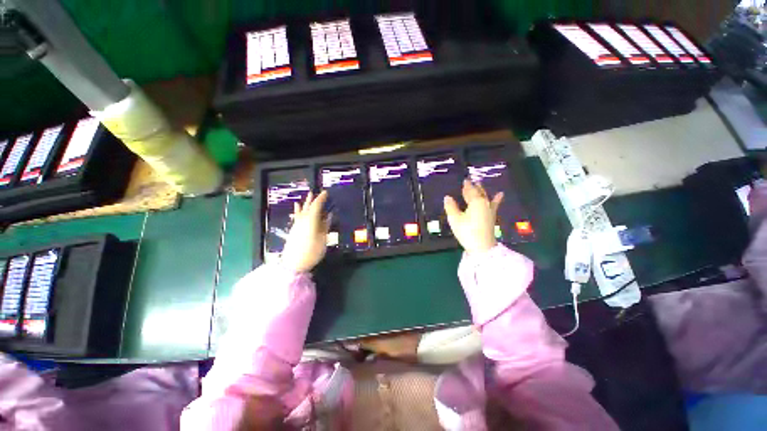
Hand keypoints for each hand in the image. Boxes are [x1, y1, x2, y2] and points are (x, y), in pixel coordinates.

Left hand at [281, 191, 329, 272]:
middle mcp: (303, 220)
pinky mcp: (294, 230)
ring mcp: (297, 225)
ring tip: (308, 196)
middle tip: (317, 192)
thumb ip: (325, 226)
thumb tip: (328, 215)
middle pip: (308, 207)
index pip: (316, 206)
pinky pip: (297, 216)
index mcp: (311, 221)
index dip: (321, 198)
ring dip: (306, 203)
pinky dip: (298, 210)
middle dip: (313, 199)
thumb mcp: (323, 239)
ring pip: (302, 210)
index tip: (326, 192)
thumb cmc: (311, 252)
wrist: (293, 264)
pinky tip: (297, 207)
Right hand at [444, 180, 503, 254]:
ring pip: (485, 197)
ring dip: (482, 191)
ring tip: (481, 184)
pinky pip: (494, 204)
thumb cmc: (467, 231)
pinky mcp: (491, 217)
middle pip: (479, 193)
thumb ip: (451, 207)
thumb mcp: (455, 219)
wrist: (482, 247)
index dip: (467, 186)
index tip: (465, 180)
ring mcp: (490, 210)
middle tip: (471, 181)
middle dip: (474, 187)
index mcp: (475, 202)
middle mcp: (484, 203)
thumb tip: (447, 197)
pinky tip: (500, 195)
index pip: (470, 191)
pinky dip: (496, 199)